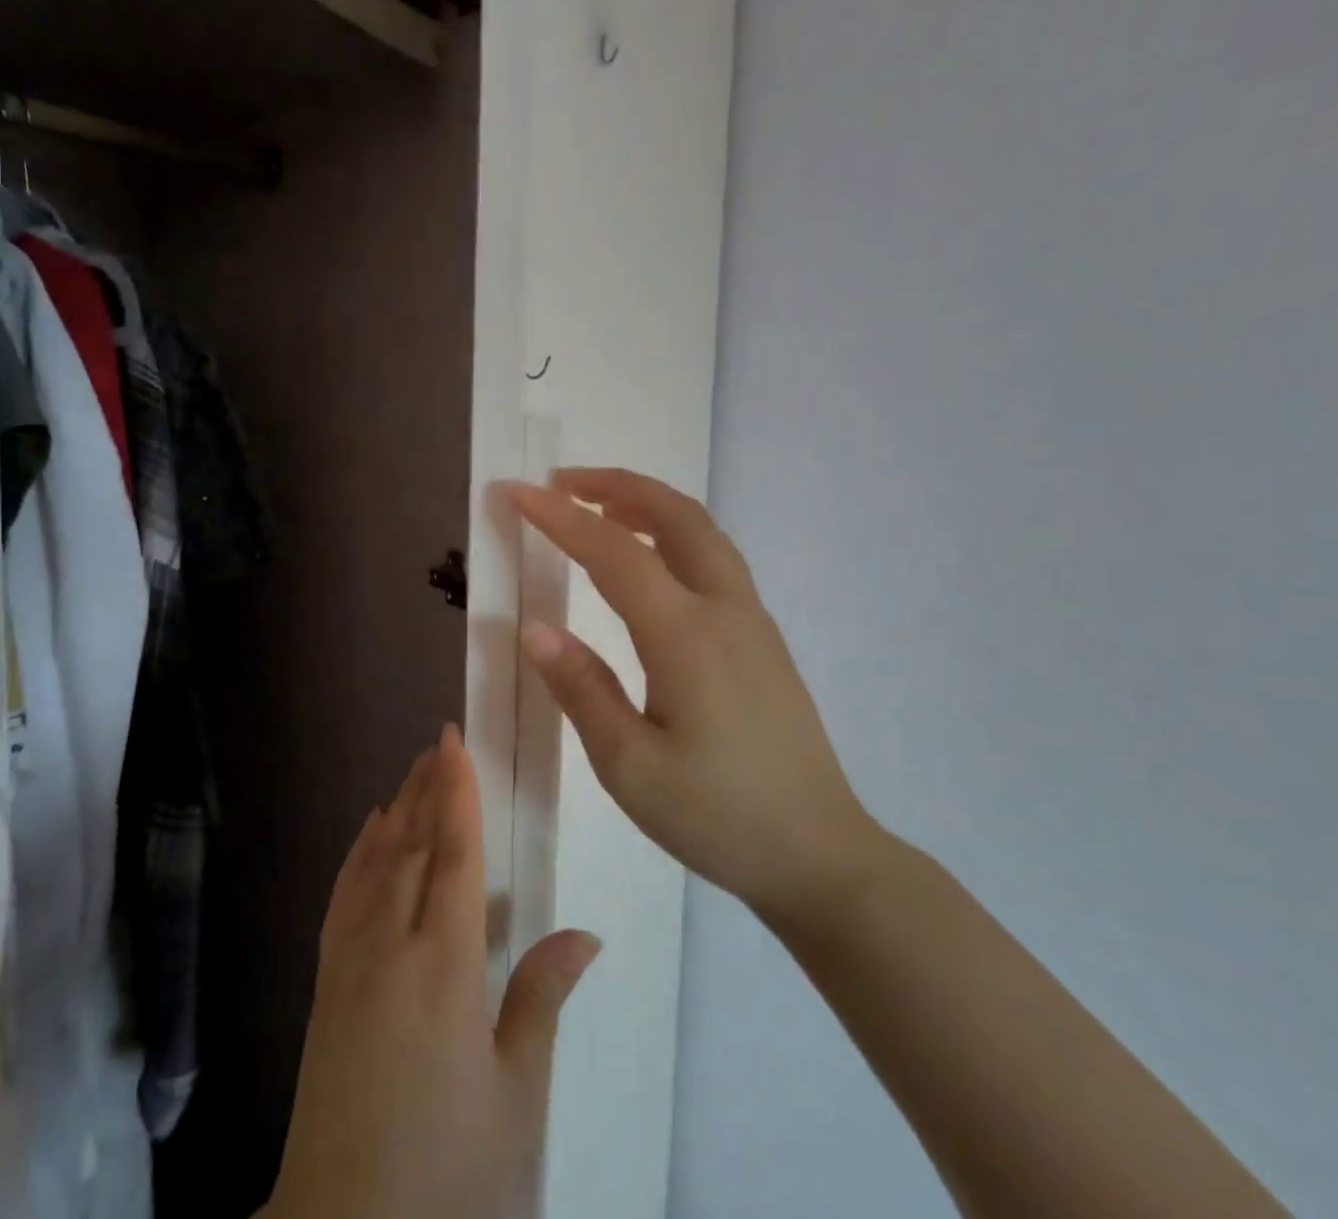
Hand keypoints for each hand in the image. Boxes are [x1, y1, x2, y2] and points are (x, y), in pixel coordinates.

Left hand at [265, 727, 601, 1218]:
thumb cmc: (449, 1172)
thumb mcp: (515, 1098)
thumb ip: (542, 1001)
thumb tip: (584, 933)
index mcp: (445, 966)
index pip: (453, 855)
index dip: (456, 792)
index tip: (454, 741)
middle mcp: (390, 945)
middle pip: (410, 844)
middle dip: (426, 787)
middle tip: (440, 742)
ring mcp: (349, 960)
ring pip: (375, 861)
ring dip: (395, 808)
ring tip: (413, 769)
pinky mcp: (325, 982)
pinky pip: (343, 894)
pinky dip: (358, 852)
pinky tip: (368, 831)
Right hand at [507, 469, 884, 929]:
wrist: (820, 855)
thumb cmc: (718, 816)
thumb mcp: (631, 767)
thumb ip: (582, 690)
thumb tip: (537, 630)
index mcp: (686, 636)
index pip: (614, 552)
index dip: (561, 517)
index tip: (516, 491)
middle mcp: (724, 610)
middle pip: (675, 516)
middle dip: (616, 485)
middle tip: (563, 482)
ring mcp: (752, 621)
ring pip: (702, 532)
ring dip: (649, 503)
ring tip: (600, 505)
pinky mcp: (762, 639)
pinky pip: (714, 558)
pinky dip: (673, 532)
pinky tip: (649, 559)